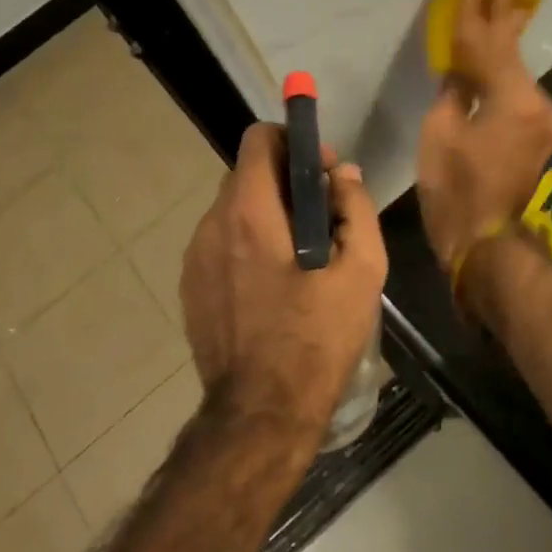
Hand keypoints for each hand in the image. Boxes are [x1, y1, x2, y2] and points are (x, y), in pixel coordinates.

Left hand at [180, 123, 386, 431]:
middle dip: (286, 182)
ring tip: (301, 257)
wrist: (262, 412)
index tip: (322, 172)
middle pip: (247, 175)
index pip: (259, 140)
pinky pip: (220, 246)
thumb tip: (344, 174)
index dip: (295, 143)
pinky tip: (274, 286)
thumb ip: (355, 208)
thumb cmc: (317, 338)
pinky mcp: (190, 288)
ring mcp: (194, 259)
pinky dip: (247, 246)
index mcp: (249, 212)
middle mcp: (211, 226)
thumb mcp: (362, 271)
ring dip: (267, 216)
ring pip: (232, 212)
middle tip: (323, 217)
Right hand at [417, 0, 551, 274]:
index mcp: (512, 99)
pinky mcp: (539, 134)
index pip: (491, 44)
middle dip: (503, 17)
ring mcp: (543, 120)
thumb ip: (452, 91)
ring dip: (503, 44)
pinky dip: (504, 74)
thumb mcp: (440, 134)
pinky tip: (497, 56)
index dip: (477, 13)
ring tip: (500, 7)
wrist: (486, 240)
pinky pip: (517, 92)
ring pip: (516, 73)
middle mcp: (537, 103)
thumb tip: (458, 71)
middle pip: (513, 52)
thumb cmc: (455, 190)